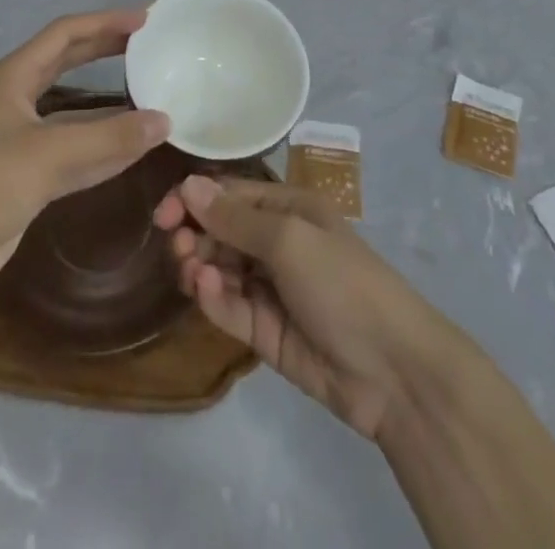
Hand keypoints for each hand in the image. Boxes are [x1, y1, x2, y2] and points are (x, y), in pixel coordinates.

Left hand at [0, 10, 169, 303]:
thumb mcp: (51, 153)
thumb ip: (110, 137)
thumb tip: (165, 121)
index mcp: (15, 77)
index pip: (66, 34)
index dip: (105, 22)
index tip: (144, 20)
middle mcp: (19, 99)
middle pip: (69, 63)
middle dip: (107, 51)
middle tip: (148, 44)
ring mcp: (24, 139)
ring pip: (76, 110)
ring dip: (111, 102)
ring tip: (151, 92)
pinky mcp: (30, 175)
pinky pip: (77, 150)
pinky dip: (105, 145)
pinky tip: (136, 147)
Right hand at [153, 175, 458, 443]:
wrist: (391, 370)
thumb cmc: (342, 282)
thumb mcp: (289, 239)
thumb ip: (235, 218)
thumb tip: (189, 184)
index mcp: (288, 209)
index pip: (231, 195)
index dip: (195, 200)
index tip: (163, 214)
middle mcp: (277, 243)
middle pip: (221, 232)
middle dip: (194, 235)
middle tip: (177, 248)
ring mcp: (270, 289)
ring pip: (219, 270)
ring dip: (199, 266)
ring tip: (190, 272)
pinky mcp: (264, 332)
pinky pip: (228, 307)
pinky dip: (212, 298)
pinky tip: (205, 292)